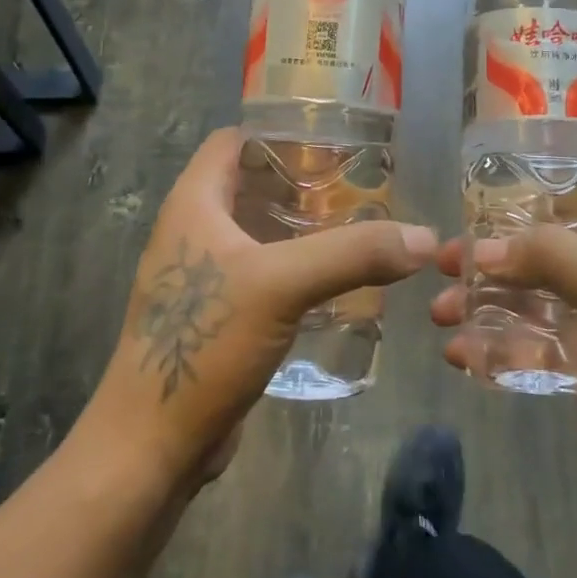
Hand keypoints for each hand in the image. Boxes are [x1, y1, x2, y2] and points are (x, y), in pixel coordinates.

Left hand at [84, 128, 438, 490]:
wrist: (153, 444)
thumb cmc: (204, 344)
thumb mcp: (282, 285)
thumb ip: (354, 254)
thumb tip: (423, 238)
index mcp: (194, 204)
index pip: (234, 141)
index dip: (279, 132)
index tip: (335, 141)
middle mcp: (193, 230)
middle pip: (251, 184)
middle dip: (303, 181)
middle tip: (361, 186)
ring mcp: (202, 276)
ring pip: (259, 231)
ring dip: (303, 227)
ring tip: (360, 227)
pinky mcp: (216, 316)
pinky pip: (263, 274)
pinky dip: (297, 267)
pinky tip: (337, 281)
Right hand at [429, 193, 576, 512]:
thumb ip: (557, 259)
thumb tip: (486, 249)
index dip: (532, 191)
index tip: (478, 200)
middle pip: (537, 246)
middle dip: (488, 254)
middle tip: (444, 264)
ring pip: (523, 292)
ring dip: (480, 299)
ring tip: (440, 315)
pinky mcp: (572, 358)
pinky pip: (523, 337)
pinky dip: (491, 341)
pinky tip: (460, 354)